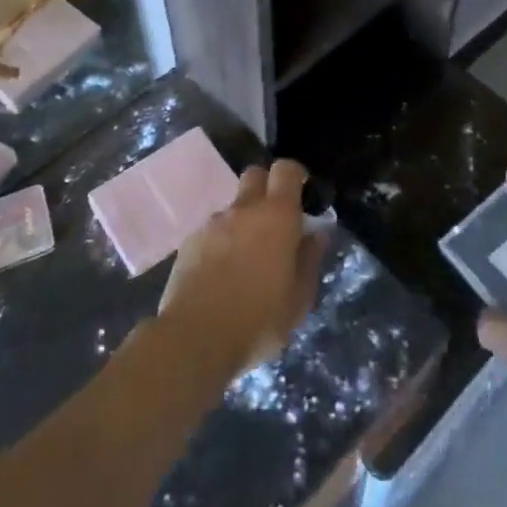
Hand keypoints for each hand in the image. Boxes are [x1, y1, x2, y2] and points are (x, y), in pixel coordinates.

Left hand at [158, 159, 324, 377]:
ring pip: (233, 206)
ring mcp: (213, 223)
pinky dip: (221, 242)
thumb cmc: (258, 320)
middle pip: (255, 175)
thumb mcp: (299, 299)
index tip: (302, 193)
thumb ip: (310, 260)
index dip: (295, 176)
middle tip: (275, 220)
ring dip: (243, 221)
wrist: (194, 337)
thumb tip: (316, 234)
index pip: (286, 170)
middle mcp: (244, 209)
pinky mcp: (190, 241)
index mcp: (277, 216)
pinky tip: (221, 274)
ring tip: (246, 259)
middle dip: (267, 188)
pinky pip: (212, 230)